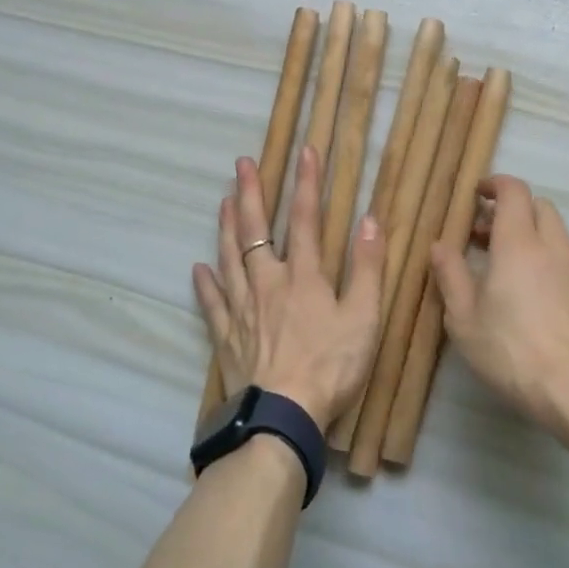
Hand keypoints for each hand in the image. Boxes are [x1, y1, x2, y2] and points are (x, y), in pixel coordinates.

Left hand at [193, 146, 385, 432]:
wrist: (283, 416)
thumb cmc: (331, 366)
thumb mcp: (364, 317)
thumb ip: (368, 268)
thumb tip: (370, 220)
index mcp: (303, 276)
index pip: (304, 219)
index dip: (307, 183)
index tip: (305, 151)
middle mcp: (268, 283)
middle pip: (255, 231)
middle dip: (250, 193)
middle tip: (241, 163)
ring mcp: (243, 309)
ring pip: (229, 258)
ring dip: (226, 227)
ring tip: (223, 201)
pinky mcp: (227, 337)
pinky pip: (212, 304)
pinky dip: (205, 285)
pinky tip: (198, 269)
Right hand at [430, 175, 568, 429]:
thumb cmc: (511, 350)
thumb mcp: (464, 317)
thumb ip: (450, 275)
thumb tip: (440, 245)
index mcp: (518, 242)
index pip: (514, 191)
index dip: (495, 185)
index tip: (477, 195)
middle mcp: (552, 246)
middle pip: (538, 206)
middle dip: (512, 209)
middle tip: (485, 233)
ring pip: (555, 232)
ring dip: (530, 234)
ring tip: (504, 264)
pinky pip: (566, 258)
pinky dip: (546, 257)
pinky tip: (531, 291)